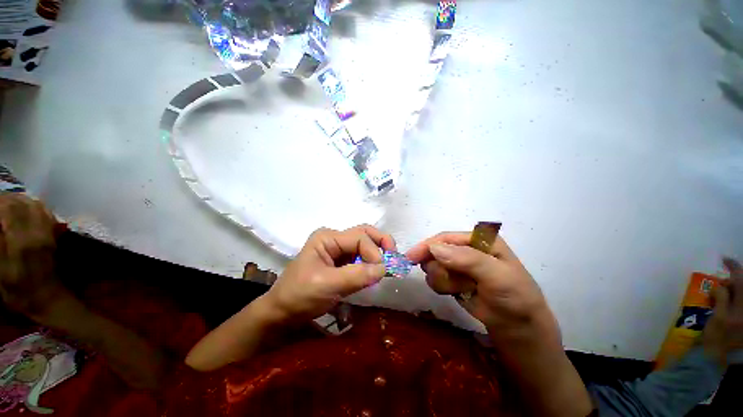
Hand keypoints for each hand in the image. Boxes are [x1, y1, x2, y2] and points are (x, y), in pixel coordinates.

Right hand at [0, 194, 68, 318]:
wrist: (48, 299)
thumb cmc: (19, 291)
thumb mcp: (0, 270)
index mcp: (21, 241)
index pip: (9, 209)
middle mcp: (37, 232)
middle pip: (21, 204)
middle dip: (5, 199)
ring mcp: (48, 233)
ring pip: (34, 205)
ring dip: (18, 200)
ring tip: (5, 202)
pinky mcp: (53, 236)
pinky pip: (44, 213)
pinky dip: (31, 206)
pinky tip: (22, 208)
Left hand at [263, 225, 395, 322]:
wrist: (282, 313)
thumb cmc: (299, 295)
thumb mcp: (327, 285)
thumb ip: (357, 275)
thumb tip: (385, 268)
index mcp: (328, 237)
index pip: (359, 237)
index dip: (374, 251)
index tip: (382, 271)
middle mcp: (334, 239)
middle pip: (364, 234)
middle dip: (381, 243)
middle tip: (394, 258)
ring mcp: (338, 249)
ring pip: (365, 244)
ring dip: (378, 253)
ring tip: (386, 267)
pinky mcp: (341, 261)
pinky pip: (361, 257)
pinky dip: (371, 263)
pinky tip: (375, 273)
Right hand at [406, 232, 557, 341]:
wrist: (517, 327)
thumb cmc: (514, 297)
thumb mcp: (497, 276)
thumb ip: (467, 259)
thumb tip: (434, 249)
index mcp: (478, 239)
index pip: (446, 238)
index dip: (427, 246)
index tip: (411, 258)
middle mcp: (465, 248)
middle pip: (435, 252)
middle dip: (441, 269)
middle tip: (455, 283)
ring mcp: (457, 264)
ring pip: (432, 266)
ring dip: (443, 280)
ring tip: (464, 289)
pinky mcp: (451, 278)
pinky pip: (434, 278)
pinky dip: (442, 287)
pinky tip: (458, 292)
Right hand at [703, 257, 742, 365]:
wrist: (721, 360)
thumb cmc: (718, 338)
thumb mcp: (719, 318)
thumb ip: (721, 298)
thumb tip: (720, 286)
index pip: (740, 279)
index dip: (733, 267)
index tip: (723, 259)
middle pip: (741, 286)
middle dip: (729, 283)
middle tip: (716, 287)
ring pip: (738, 295)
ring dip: (728, 292)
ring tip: (716, 298)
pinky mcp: (739, 319)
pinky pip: (736, 303)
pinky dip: (728, 300)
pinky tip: (721, 304)